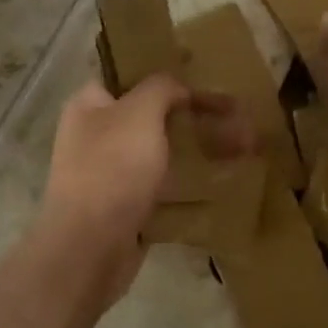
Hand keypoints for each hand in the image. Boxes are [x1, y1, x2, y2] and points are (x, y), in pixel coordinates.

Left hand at [32, 75, 249, 309]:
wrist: (89, 250)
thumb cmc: (112, 169)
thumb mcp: (139, 113)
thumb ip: (161, 88)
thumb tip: (178, 87)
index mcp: (89, 105)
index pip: (129, 78)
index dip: (166, 77)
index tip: (203, 82)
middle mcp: (94, 135)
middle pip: (150, 117)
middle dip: (191, 117)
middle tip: (234, 117)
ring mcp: (107, 174)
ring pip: (158, 153)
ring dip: (194, 151)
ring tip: (239, 150)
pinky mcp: (123, 209)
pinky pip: (161, 189)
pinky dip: (187, 187)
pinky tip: (219, 186)